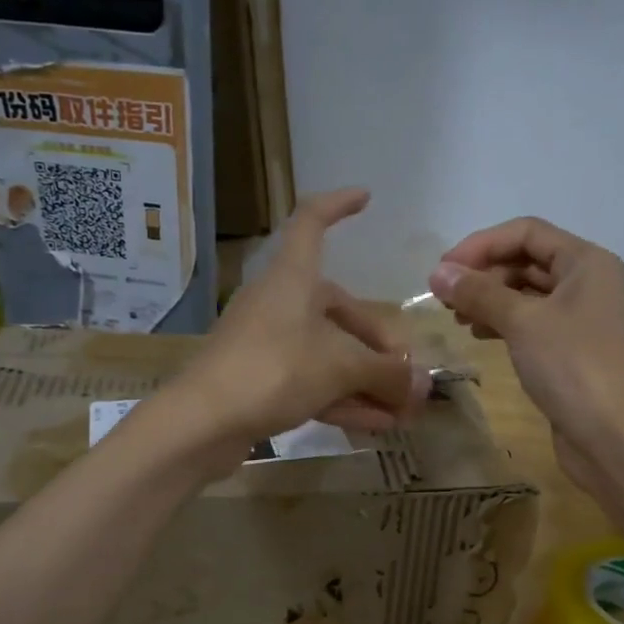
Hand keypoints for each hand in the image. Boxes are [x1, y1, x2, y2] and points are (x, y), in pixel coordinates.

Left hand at [165, 189, 426, 466]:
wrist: (201, 423)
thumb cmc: (273, 370)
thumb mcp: (340, 368)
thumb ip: (386, 372)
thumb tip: (422, 384)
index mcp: (293, 279)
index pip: (311, 222)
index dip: (338, 205)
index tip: (366, 198)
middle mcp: (280, 303)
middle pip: (338, 311)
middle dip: (378, 344)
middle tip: (407, 375)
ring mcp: (268, 344)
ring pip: (328, 354)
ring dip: (366, 380)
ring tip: (402, 409)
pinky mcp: (261, 381)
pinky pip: (312, 382)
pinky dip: (344, 398)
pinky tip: (377, 424)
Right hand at [430, 217, 623, 495]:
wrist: (612, 436)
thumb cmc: (571, 366)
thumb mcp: (522, 322)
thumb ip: (479, 293)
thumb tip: (438, 273)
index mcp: (584, 261)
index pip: (526, 232)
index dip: (481, 245)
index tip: (443, 271)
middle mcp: (585, 283)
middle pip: (526, 261)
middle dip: (484, 274)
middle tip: (445, 299)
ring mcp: (579, 318)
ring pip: (526, 294)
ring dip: (489, 299)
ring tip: (457, 319)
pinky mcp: (569, 351)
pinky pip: (530, 323)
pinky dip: (503, 323)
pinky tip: (479, 335)